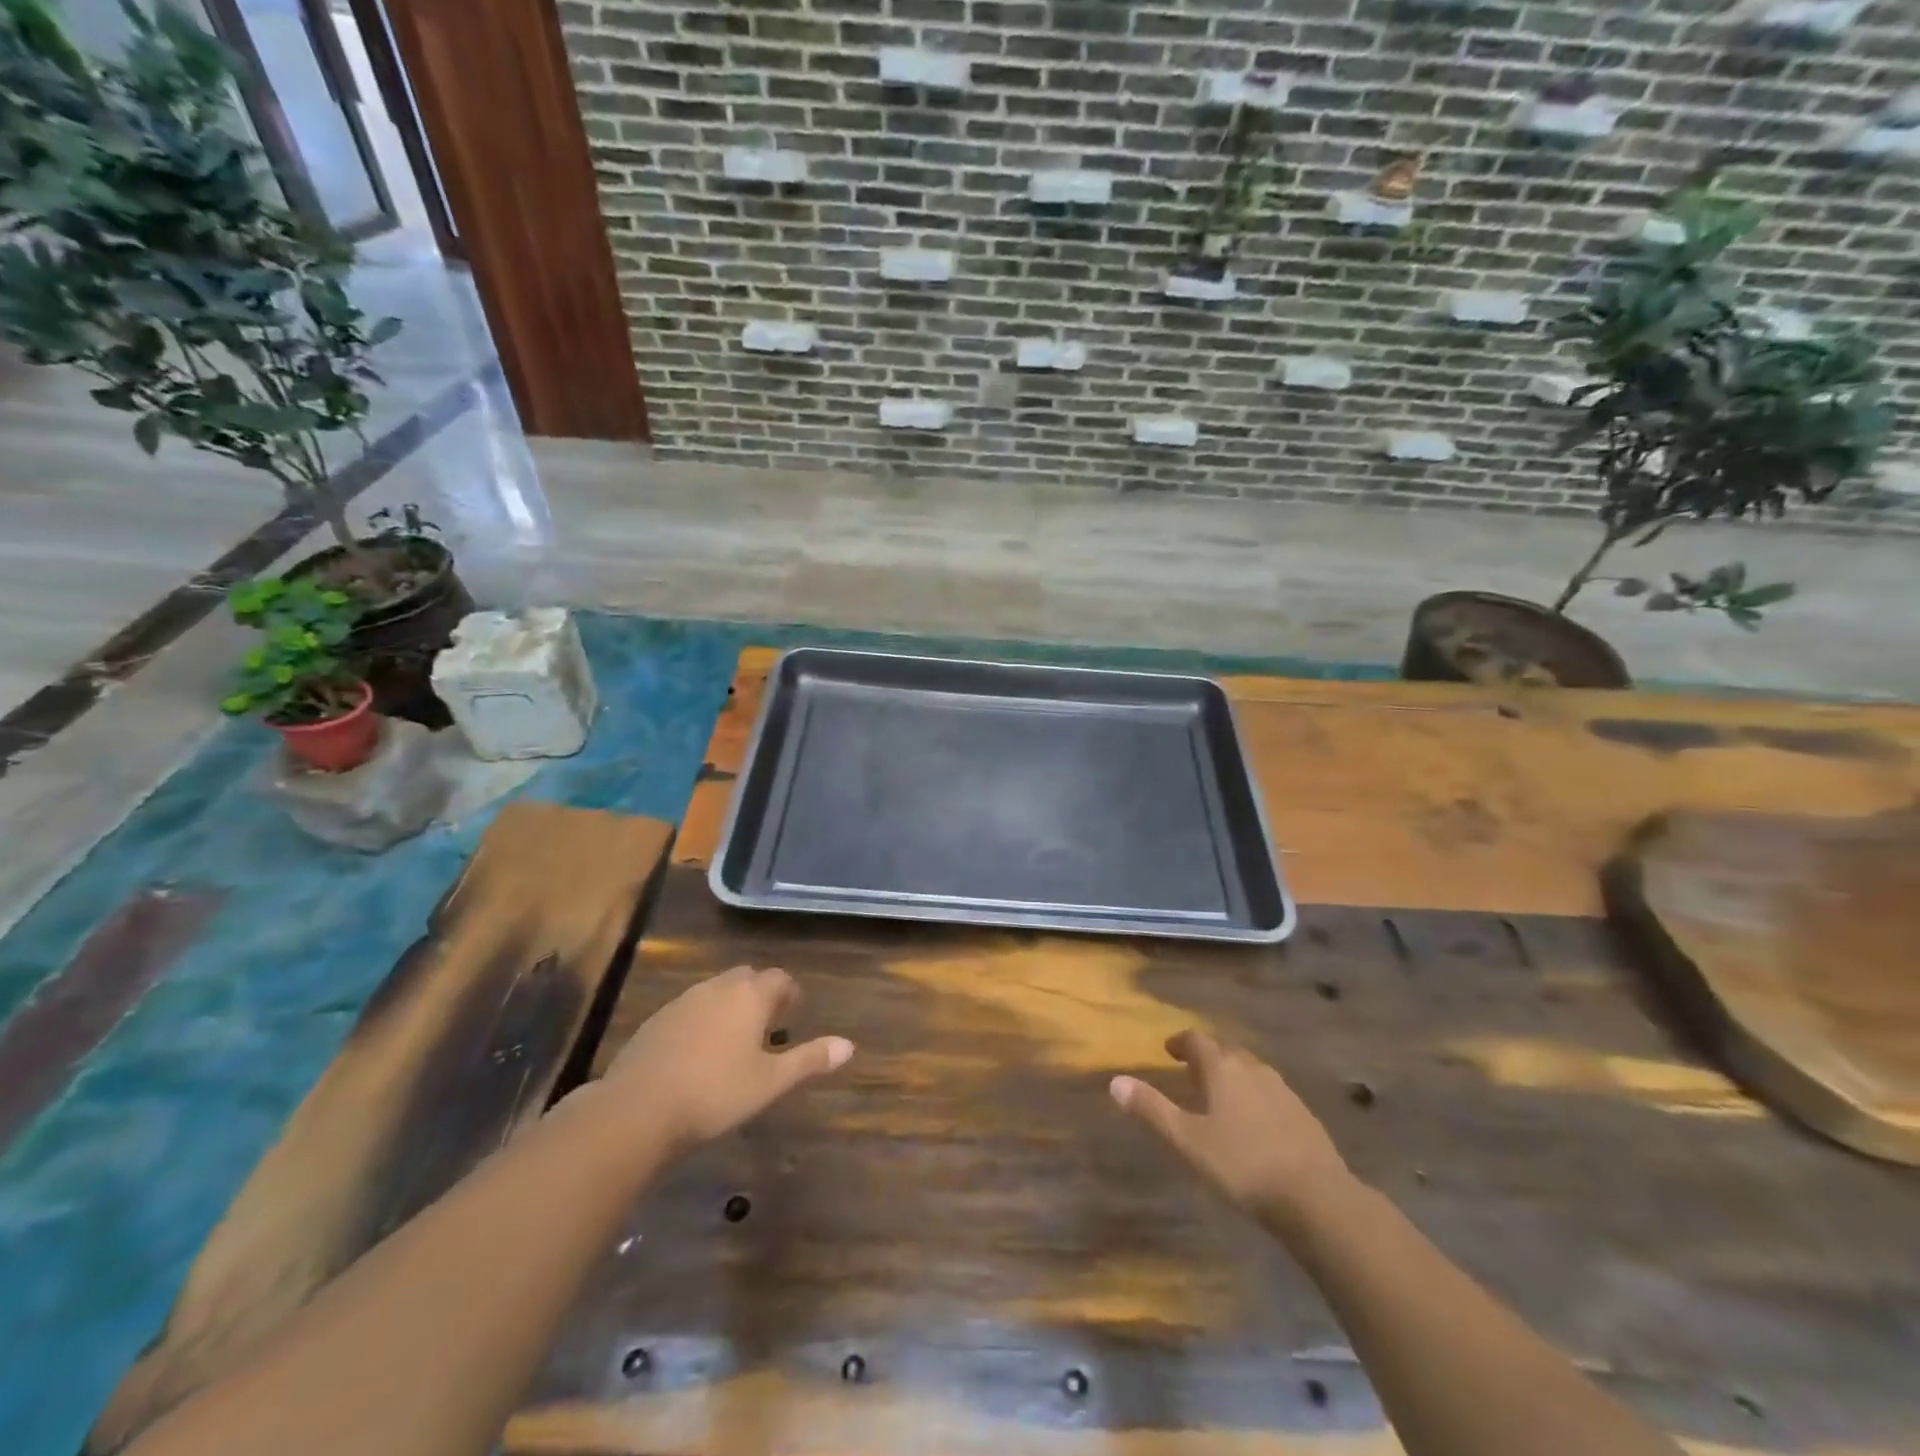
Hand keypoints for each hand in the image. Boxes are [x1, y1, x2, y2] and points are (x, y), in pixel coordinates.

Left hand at [601, 965, 852, 1153]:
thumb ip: (810, 1060)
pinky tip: (698, 1053)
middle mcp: (718, 988)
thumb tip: (849, 1045)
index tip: (793, 1012)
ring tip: (734, 1039)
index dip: (789, 993)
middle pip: (746, 977)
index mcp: (750, 996)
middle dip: (759, 993)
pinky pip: (689, 1009)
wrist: (637, 1110)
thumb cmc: (715, 1093)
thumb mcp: (770, 1082)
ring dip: (729, 1005)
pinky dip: (701, 1020)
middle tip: (768, 1024)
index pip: (779, 978)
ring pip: (715, 991)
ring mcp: (682, 1001)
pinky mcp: (656, 1021)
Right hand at [1111, 1031, 1352, 1234]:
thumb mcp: (1187, 1140)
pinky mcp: (1303, 1114)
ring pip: (1250, 1071)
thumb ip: (1151, 1109)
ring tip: (1220, 1096)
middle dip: (1207, 1057)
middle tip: (1191, 1072)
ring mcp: (1282, 1090)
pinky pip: (1270, 1093)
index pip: (1197, 1040)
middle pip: (1225, 1051)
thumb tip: (1115, 1081)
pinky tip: (1254, 1122)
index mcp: (1222, 1068)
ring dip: (1232, 1075)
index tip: (1168, 1050)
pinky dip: (1254, 1096)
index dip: (1180, 1042)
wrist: (1317, 1198)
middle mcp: (1252, 1069)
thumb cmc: (1242, 1164)